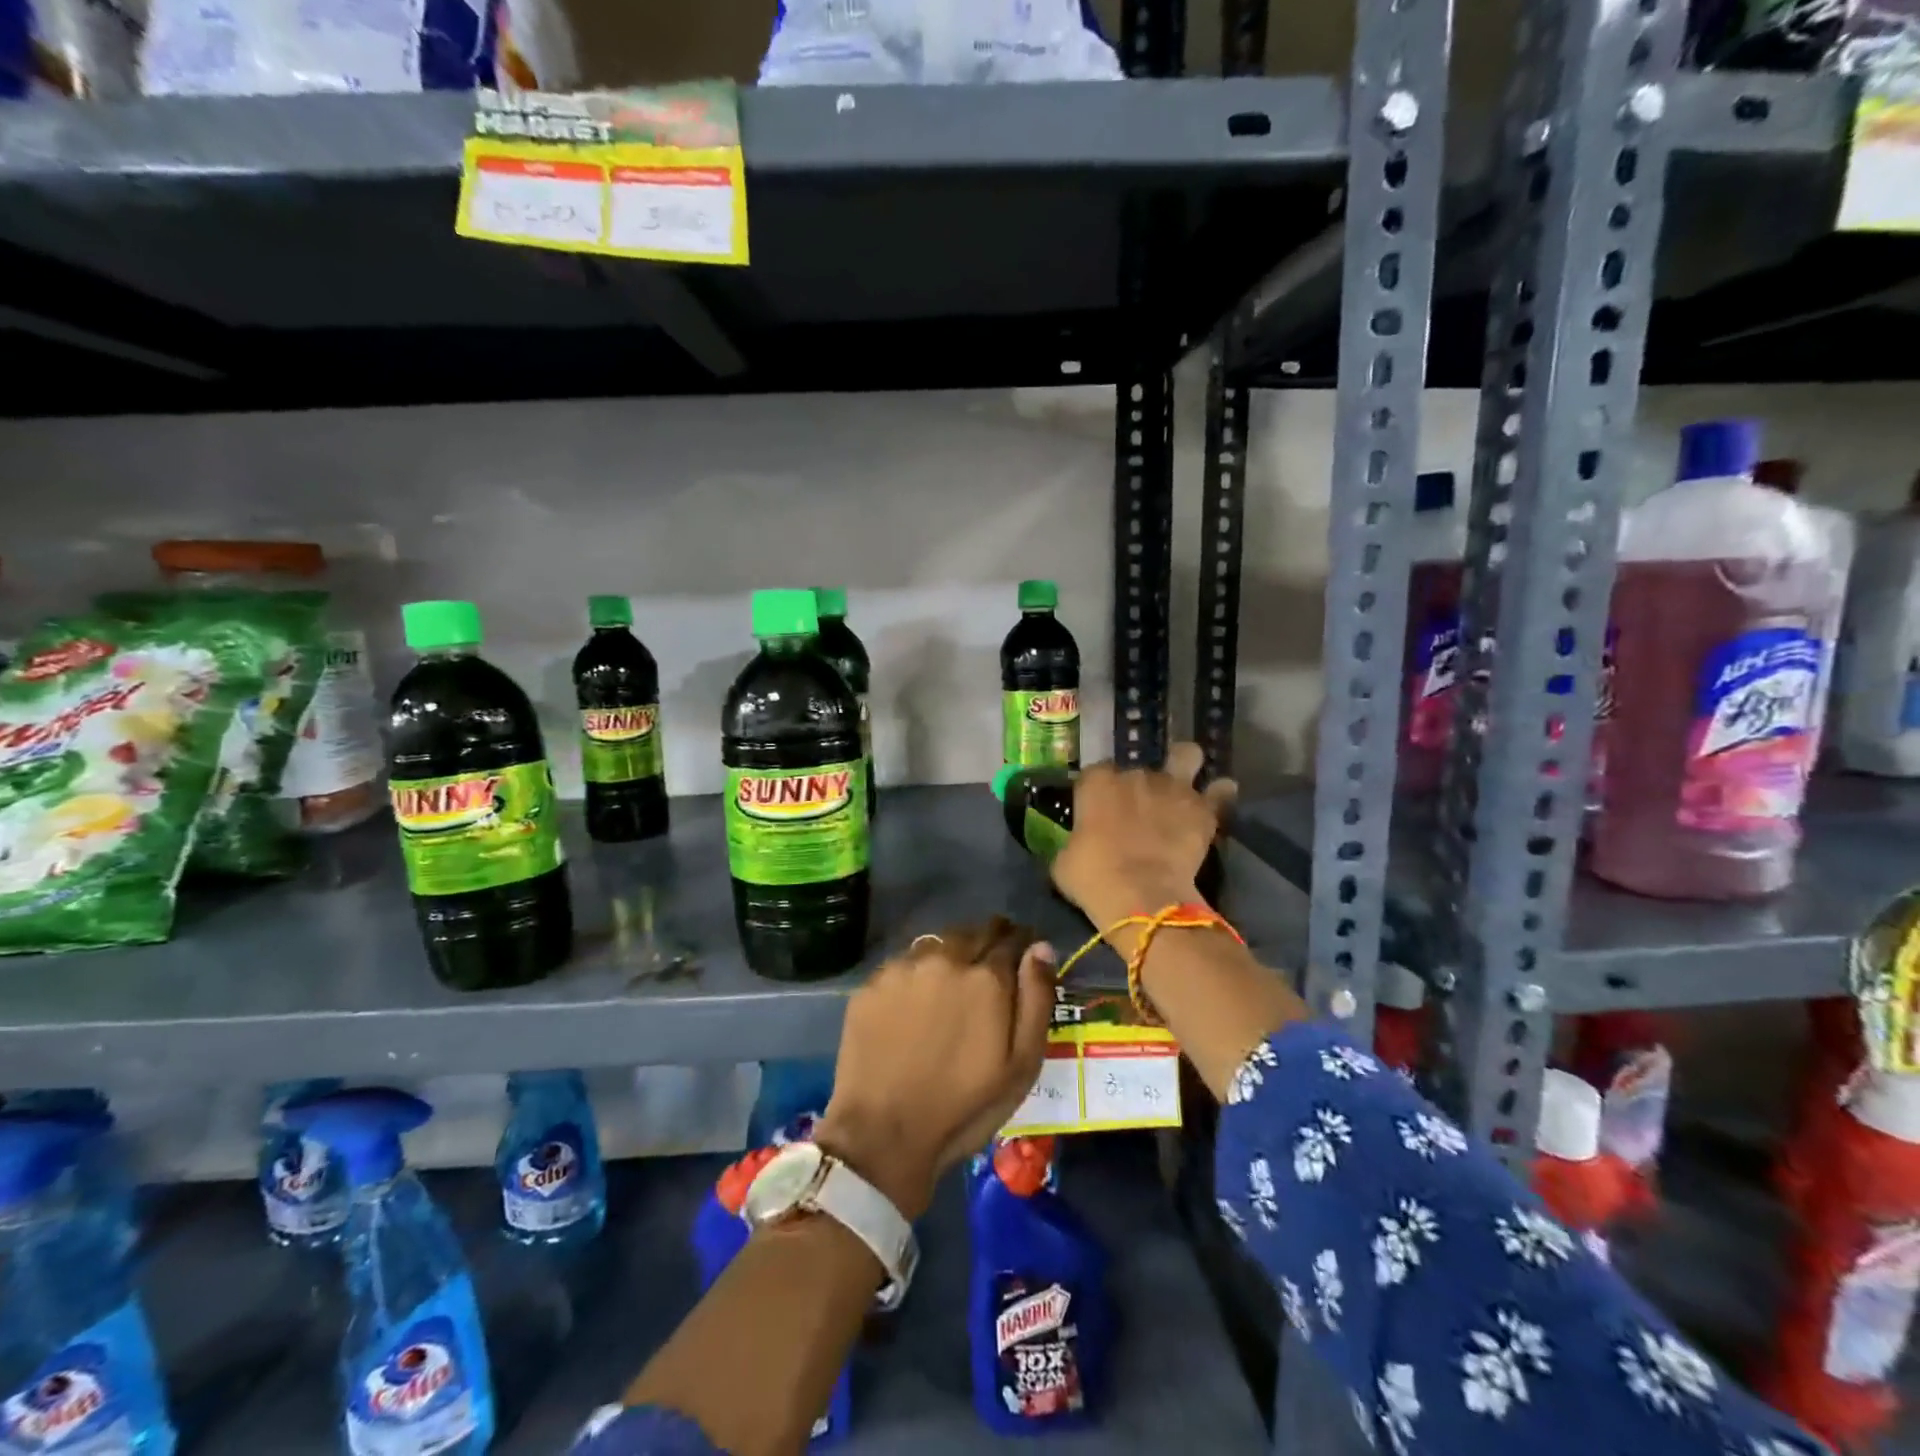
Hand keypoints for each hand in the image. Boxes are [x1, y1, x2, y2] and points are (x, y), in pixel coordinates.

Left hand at [815, 918, 1055, 1220]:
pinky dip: (917, 973)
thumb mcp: (1021, 1065)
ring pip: (938, 943)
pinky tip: (915, 1002)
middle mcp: (945, 958)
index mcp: (986, 977)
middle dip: (989, 942)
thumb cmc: (963, 1106)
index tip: (1023, 958)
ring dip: (952, 954)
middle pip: (974, 932)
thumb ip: (1036, 999)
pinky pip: (904, 964)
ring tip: (951, 985)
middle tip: (989, 971)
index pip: (1012, 938)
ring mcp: (903, 968)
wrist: (882, 1134)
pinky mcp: (871, 984)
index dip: (1021, 945)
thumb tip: (1040, 947)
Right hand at [1052, 741, 1236, 926]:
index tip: (1099, 812)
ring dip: (1184, 765)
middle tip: (1138, 811)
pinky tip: (1218, 799)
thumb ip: (1074, 841)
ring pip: (1185, 755)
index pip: (1095, 775)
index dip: (1099, 792)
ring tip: (1183, 782)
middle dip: (1139, 786)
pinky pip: (1219, 791)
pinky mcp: (1203, 808)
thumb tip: (1079, 844)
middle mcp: (1135, 774)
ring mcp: (1172, 787)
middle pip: (1138, 769)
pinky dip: (1219, 794)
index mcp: (1097, 782)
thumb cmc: (1093, 878)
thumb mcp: (1064, 860)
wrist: (1142, 896)